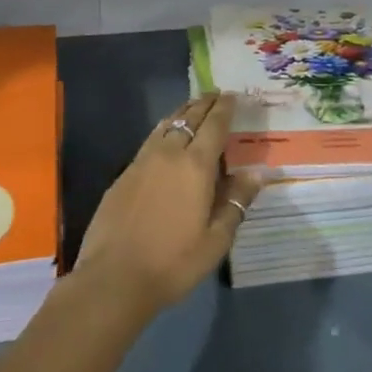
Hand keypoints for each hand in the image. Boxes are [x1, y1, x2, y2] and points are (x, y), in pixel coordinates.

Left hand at [72, 92, 263, 318]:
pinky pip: (150, 140)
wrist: (115, 277)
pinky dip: (164, 130)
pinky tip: (165, 138)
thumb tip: (256, 173)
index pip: (214, 126)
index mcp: (196, 166)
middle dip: (204, 104)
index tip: (233, 96)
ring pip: (166, 125)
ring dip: (182, 113)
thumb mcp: (216, 240)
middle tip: (215, 94)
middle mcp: (169, 154)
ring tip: (192, 108)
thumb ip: (236, 202)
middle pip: (189, 118)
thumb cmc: (174, 262)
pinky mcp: (124, 174)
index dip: (224, 109)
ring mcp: (142, 161)